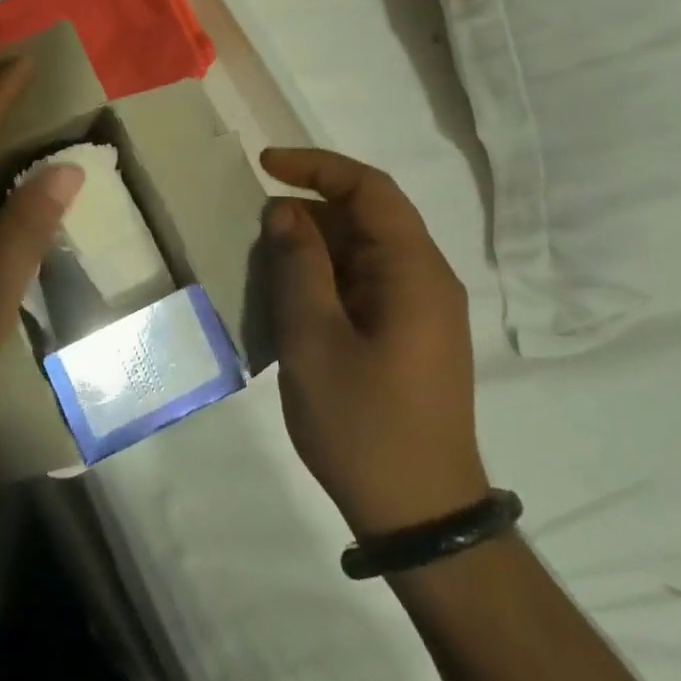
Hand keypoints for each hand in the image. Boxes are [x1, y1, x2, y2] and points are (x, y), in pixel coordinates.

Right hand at [259, 147, 488, 535]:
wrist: (420, 514)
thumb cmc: (363, 424)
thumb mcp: (313, 339)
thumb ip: (298, 266)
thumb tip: (285, 212)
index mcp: (413, 272)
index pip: (370, 189)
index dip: (317, 166)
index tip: (265, 165)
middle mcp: (426, 281)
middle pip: (368, 218)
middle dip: (309, 211)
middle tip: (255, 232)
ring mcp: (421, 311)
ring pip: (363, 252)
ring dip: (314, 248)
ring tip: (265, 267)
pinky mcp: (409, 337)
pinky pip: (365, 285)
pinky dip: (325, 279)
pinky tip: (290, 303)